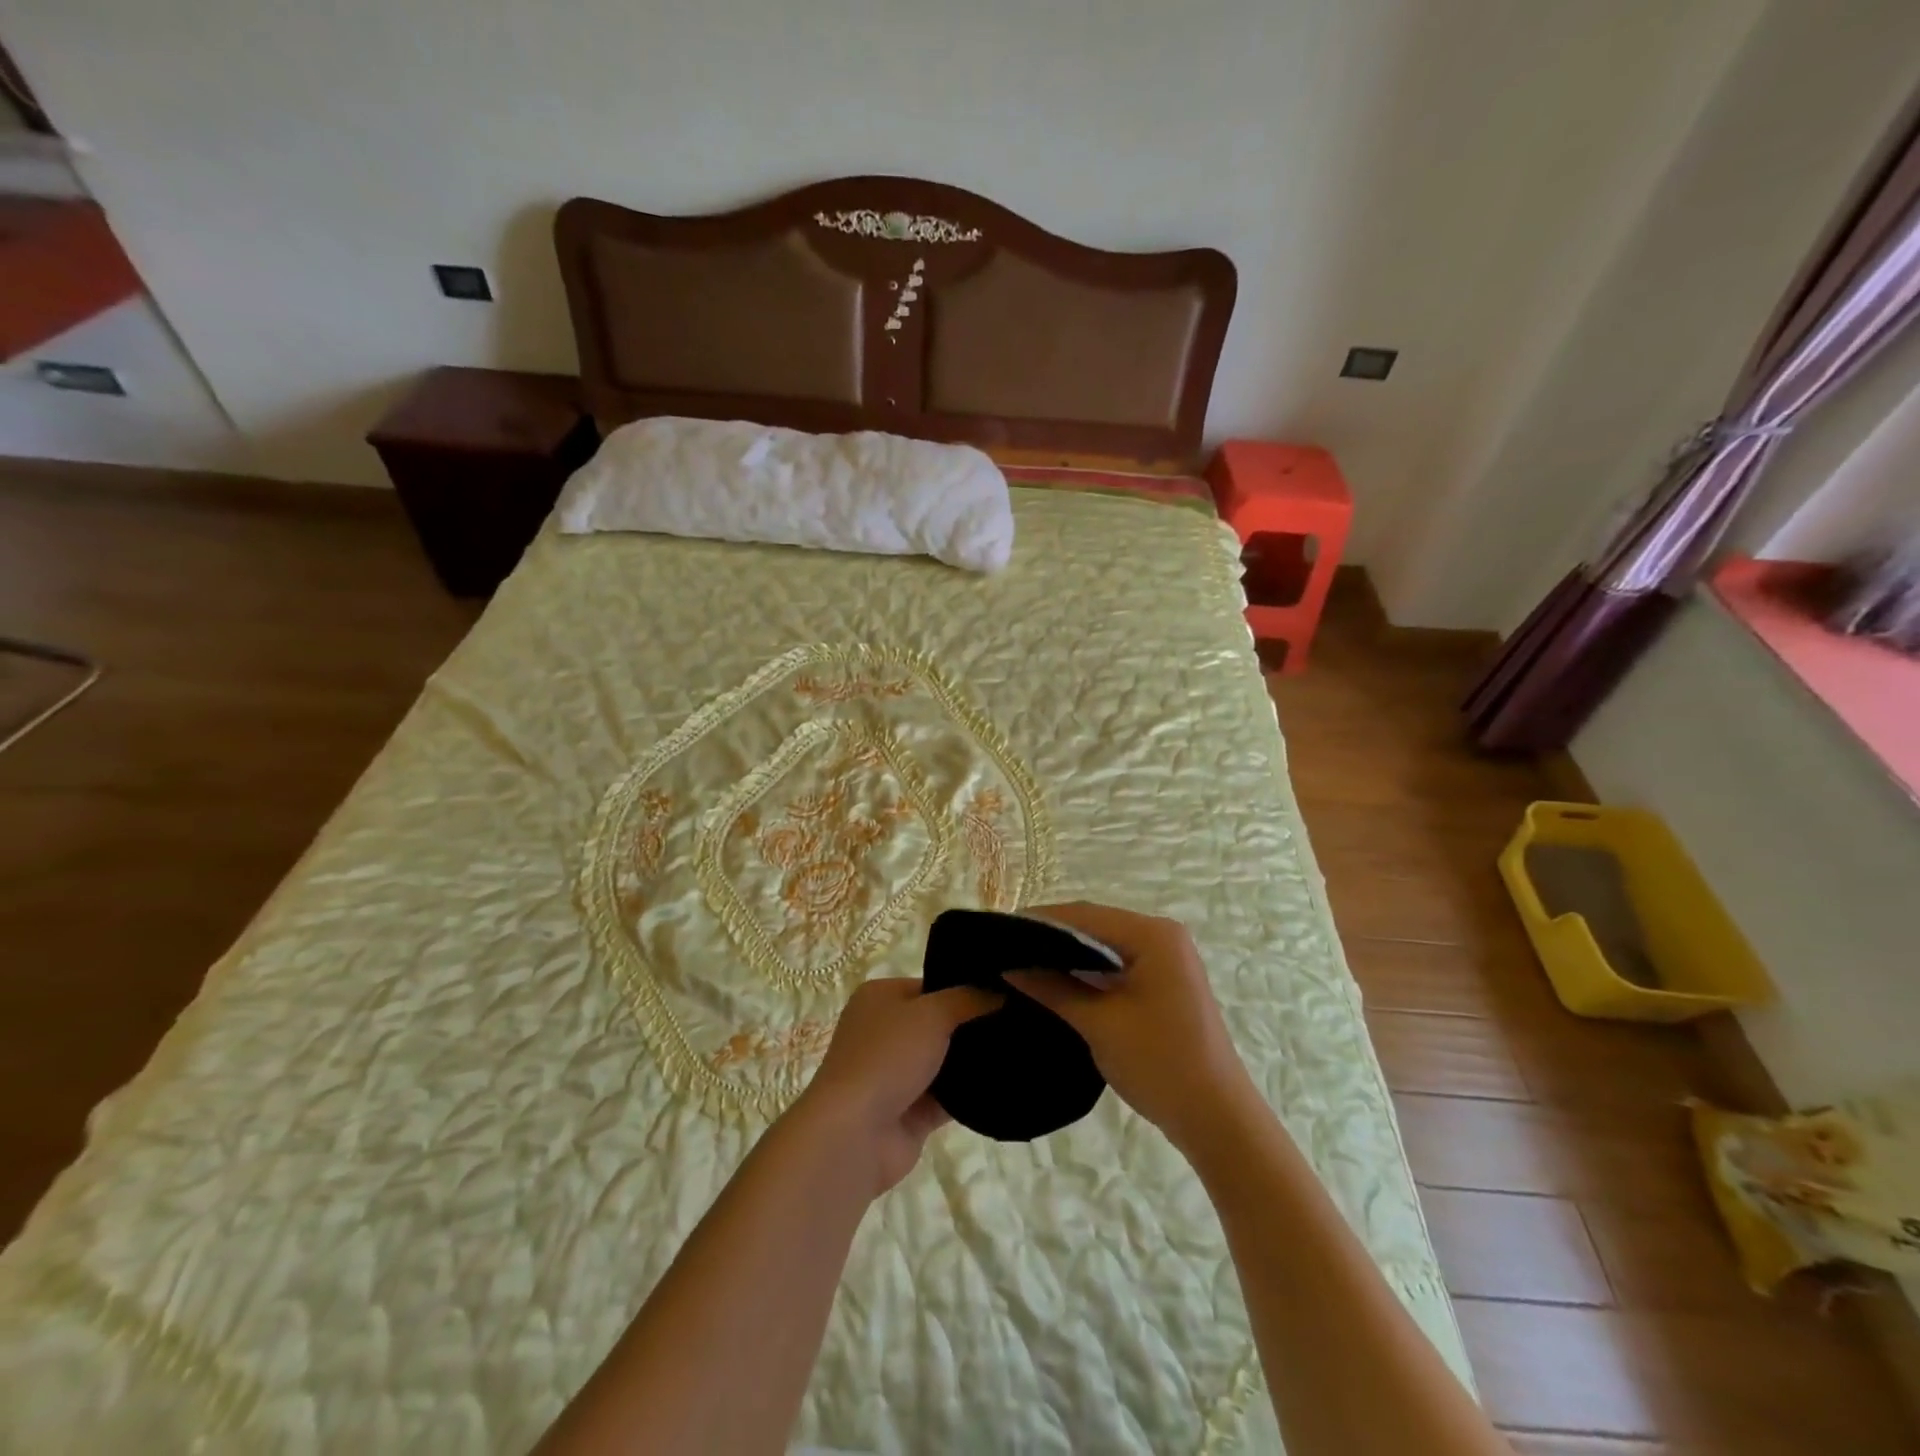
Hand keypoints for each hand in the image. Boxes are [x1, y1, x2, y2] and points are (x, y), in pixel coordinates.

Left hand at [792, 978, 1001, 1196]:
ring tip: (1022, 1049)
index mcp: (880, 998)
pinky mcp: (909, 1112)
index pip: (930, 985)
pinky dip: (970, 1094)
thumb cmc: (887, 1057)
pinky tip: (1006, 1084)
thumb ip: (968, 998)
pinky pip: (947, 1097)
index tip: (1004, 991)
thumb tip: (1002, 989)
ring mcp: (896, 1074)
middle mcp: (885, 1032)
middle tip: (1020, 1021)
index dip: (964, 987)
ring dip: (973, 1061)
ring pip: (944, 1061)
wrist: (854, 1134)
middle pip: (938, 1023)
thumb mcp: (932, 1013)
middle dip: (972, 1025)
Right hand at [1005, 902, 1256, 1155]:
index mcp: (1153, 934)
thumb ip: (1052, 988)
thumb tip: (1008, 965)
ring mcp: (1167, 959)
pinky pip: (1117, 965)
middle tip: (1006, 949)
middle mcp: (1162, 936)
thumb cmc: (1160, 1064)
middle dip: (1051, 937)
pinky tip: (1056, 982)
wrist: (1217, 1119)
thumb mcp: (1099, 1024)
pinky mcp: (1165, 982)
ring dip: (1068, 955)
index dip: (1040, 921)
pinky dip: (1088, 972)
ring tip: (1021, 963)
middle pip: (1095, 925)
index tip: (998, 932)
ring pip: (1105, 946)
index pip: (1084, 915)